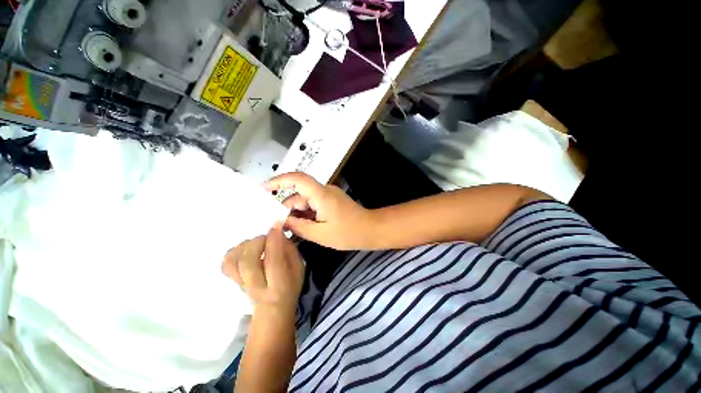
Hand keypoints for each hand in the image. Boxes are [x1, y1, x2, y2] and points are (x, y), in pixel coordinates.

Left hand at [222, 225, 304, 313]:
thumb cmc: (290, 286)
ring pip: (233, 261)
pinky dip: (234, 251)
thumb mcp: (299, 268)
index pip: (273, 261)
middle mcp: (256, 287)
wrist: (272, 309)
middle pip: (248, 261)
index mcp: (278, 285)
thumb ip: (290, 250)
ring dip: (246, 245)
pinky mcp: (232, 280)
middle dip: (258, 242)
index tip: (277, 225)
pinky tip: (246, 249)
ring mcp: (241, 285)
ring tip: (258, 244)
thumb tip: (278, 234)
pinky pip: (226, 263)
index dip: (274, 240)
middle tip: (268, 237)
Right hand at [264, 172, 376, 250]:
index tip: (263, 188)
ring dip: (297, 213)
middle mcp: (324, 191)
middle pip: (299, 194)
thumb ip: (298, 226)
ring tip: (289, 230)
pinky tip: (301, 227)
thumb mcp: (320, 233)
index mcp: (321, 195)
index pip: (298, 179)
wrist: (371, 229)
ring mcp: (328, 195)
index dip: (279, 180)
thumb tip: (281, 220)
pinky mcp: (331, 201)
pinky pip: (313, 204)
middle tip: (276, 224)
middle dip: (287, 208)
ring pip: (305, 201)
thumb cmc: (348, 233)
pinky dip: (305, 214)